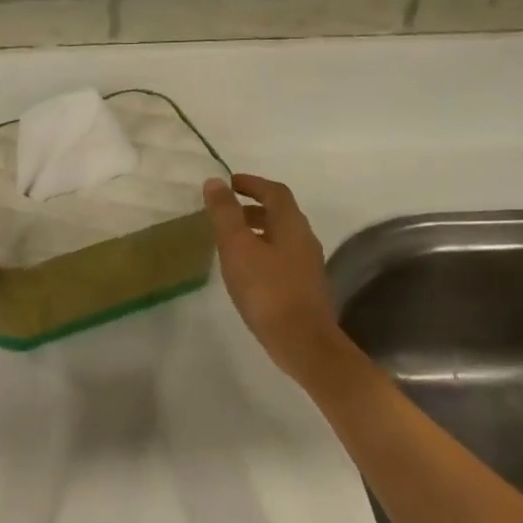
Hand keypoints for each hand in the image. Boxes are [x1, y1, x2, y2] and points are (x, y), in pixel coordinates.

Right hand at [203, 174, 340, 379]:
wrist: (302, 341)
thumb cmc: (267, 289)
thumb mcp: (237, 247)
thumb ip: (225, 213)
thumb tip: (215, 181)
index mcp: (291, 224)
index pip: (275, 192)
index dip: (252, 183)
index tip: (229, 182)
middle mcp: (304, 239)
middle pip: (280, 213)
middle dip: (253, 207)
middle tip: (226, 211)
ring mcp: (307, 265)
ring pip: (281, 237)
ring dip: (257, 230)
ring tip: (230, 240)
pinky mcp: (304, 287)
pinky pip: (282, 257)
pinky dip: (262, 252)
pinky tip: (246, 270)